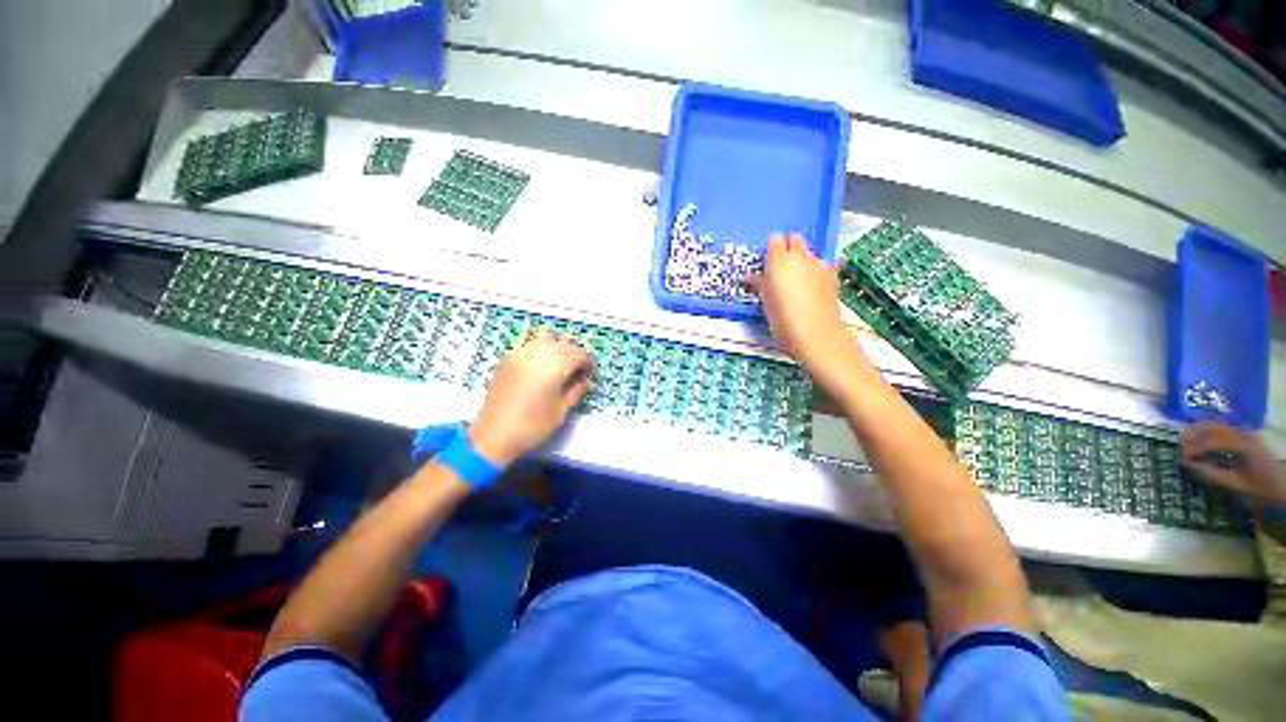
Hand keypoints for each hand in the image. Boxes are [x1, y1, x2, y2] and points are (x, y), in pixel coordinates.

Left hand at [469, 335, 593, 466]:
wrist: (493, 435)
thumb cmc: (533, 425)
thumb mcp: (561, 410)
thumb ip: (576, 391)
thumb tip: (586, 381)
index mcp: (555, 365)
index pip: (580, 354)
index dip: (588, 363)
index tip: (590, 375)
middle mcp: (539, 352)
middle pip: (565, 344)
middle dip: (575, 355)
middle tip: (578, 373)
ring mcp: (521, 352)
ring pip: (548, 340)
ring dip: (558, 350)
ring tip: (560, 368)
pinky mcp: (508, 358)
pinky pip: (531, 346)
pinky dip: (542, 351)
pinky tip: (542, 368)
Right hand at [747, 235, 866, 378]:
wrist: (816, 335)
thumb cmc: (784, 320)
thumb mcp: (766, 302)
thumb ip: (760, 284)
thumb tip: (752, 277)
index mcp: (779, 261)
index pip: (774, 240)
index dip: (770, 250)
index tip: (766, 263)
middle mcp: (801, 257)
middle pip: (794, 239)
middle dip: (787, 248)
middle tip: (779, 268)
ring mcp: (819, 264)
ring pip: (809, 251)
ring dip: (801, 259)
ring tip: (795, 280)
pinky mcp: (832, 275)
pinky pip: (820, 264)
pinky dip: (814, 270)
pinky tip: (810, 288)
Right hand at [1181, 422, 1285, 505]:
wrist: (1281, 488)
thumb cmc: (1259, 489)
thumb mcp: (1235, 485)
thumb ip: (1211, 474)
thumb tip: (1186, 464)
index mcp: (1242, 444)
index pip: (1210, 441)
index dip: (1192, 448)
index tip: (1180, 459)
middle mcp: (1243, 433)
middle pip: (1211, 427)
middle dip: (1192, 435)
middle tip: (1179, 448)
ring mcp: (1244, 432)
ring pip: (1215, 424)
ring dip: (1197, 432)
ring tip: (1186, 443)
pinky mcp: (1243, 435)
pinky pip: (1221, 428)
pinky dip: (1206, 432)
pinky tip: (1201, 442)